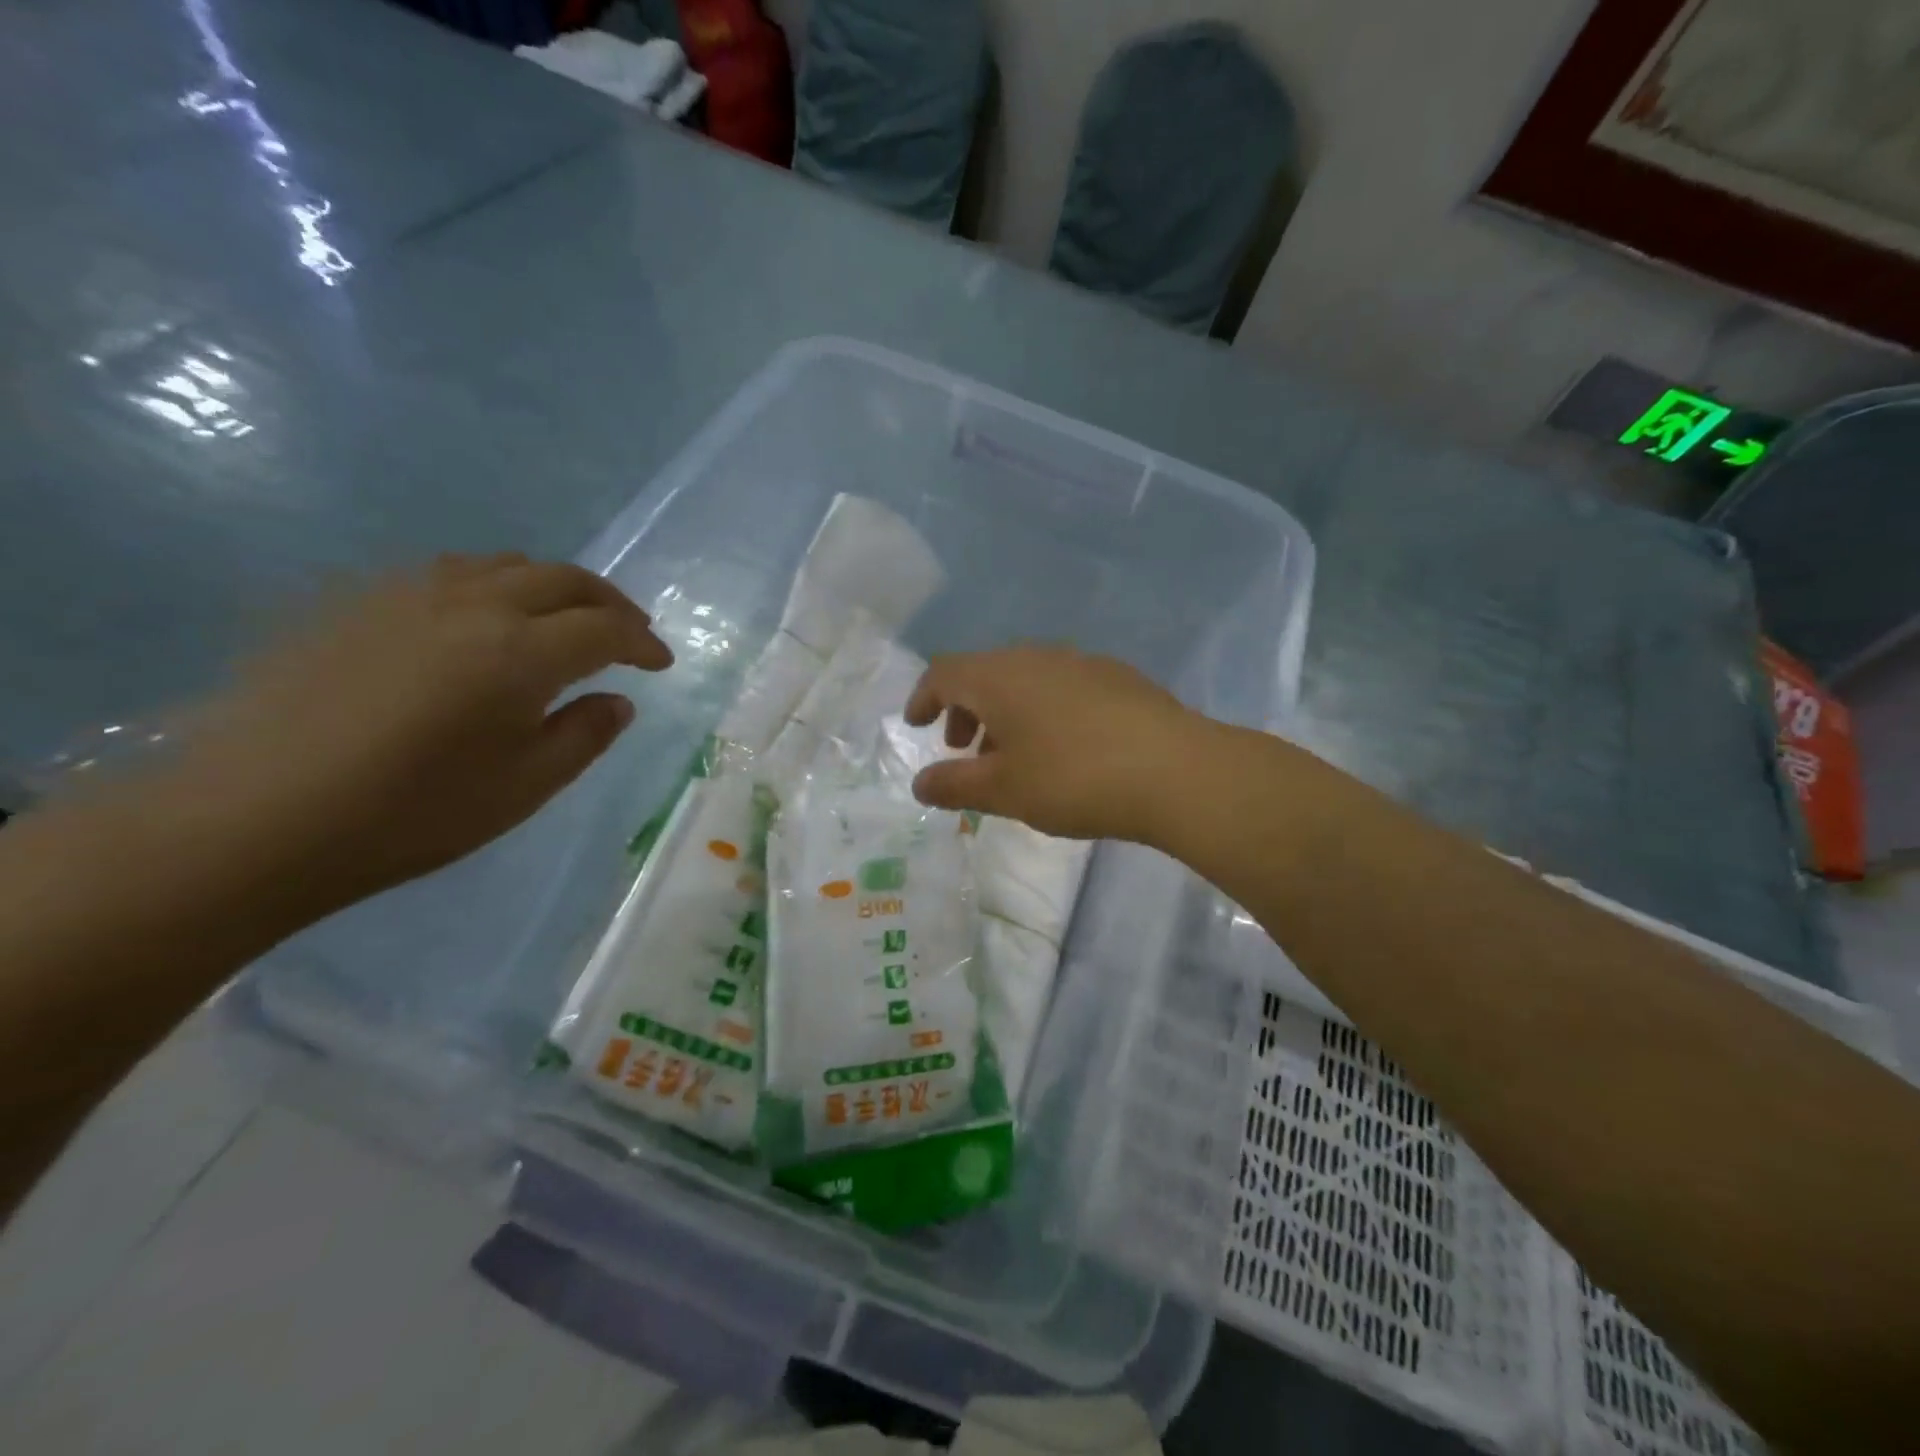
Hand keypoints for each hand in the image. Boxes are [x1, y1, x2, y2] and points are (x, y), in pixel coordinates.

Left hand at [165, 553, 671, 915]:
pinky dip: (494, 585)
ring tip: (566, 618)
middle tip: (630, 631)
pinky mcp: (360, 602)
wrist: (257, 818)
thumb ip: (583, 735)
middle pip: (563, 579)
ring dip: (553, 586)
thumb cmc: (413, 812)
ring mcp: (410, 595)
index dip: (643, 644)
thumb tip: (617, 702)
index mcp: (522, 653)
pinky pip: (449, 572)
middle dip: (609, 603)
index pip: (606, 630)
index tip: (660, 664)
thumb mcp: (525, 787)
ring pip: (505, 564)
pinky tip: (485, 618)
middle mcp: (474, 606)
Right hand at [903, 646, 1201, 841]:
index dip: (923, 697)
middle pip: (985, 673)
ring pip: (1025, 680)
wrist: (1175, 771)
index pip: (944, 672)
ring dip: (1005, 713)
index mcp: (999, 677)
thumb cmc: (1074, 779)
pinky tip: (1064, 748)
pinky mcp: (1117, 677)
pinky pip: (1061, 686)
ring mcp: (1081, 662)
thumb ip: (954, 785)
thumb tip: (920, 783)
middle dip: (965, 710)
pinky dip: (1042, 711)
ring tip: (1014, 756)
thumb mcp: (1004, 791)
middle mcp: (1036, 657)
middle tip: (964, 750)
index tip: (917, 725)